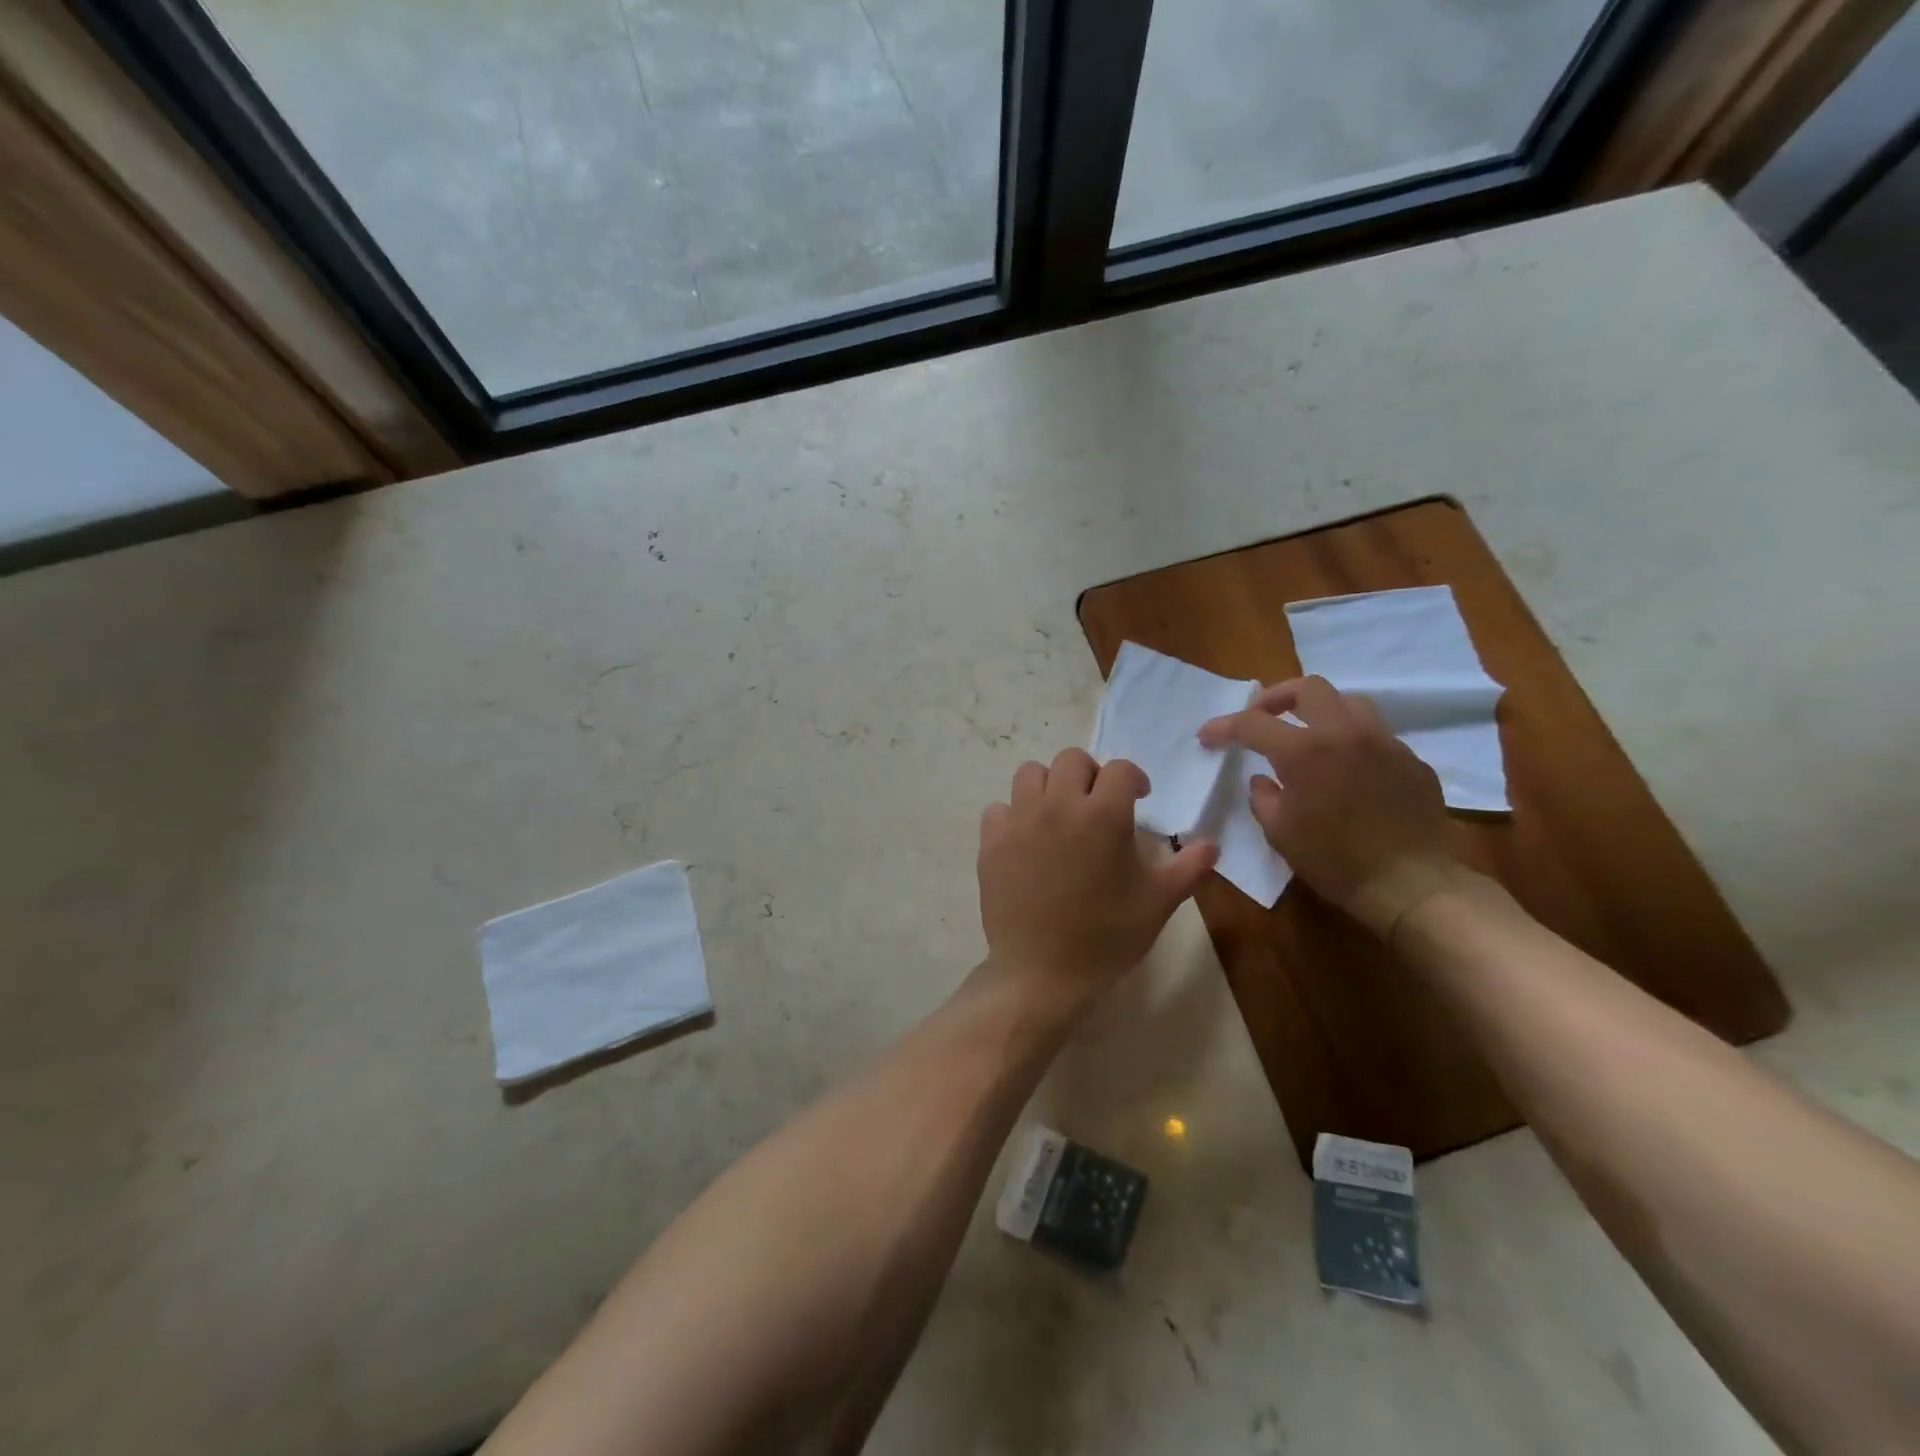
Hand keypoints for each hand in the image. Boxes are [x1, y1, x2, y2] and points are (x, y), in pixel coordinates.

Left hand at [978, 749, 1218, 1008]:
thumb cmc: (1106, 938)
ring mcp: (1019, 821)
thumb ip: (1188, 867)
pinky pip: (999, 808)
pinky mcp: (991, 841)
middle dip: (1091, 774)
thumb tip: (1212, 844)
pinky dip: (1013, 815)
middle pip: (1071, 759)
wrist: (1042, 973)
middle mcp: (1058, 806)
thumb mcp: (1157, 903)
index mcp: (1103, 816)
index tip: (1138, 798)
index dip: (1134, 779)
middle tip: (1098, 803)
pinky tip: (1026, 840)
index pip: (1120, 769)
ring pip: (1030, 774)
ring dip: (1049, 786)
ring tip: (1059, 815)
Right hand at [1199, 677, 1465, 936]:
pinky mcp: (1410, 760)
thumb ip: (1264, 798)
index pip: (1253, 723)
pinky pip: (1376, 735)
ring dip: (1319, 711)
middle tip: (1262, 718)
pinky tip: (1346, 769)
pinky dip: (1351, 741)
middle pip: (1308, 687)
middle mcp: (1345, 734)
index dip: (1224, 726)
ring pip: (1348, 702)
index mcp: (1305, 751)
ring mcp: (1384, 743)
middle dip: (1276, 697)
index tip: (1208, 736)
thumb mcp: (1280, 833)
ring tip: (1307, 734)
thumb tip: (1264, 780)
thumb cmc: (1335, 861)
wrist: (1411, 885)